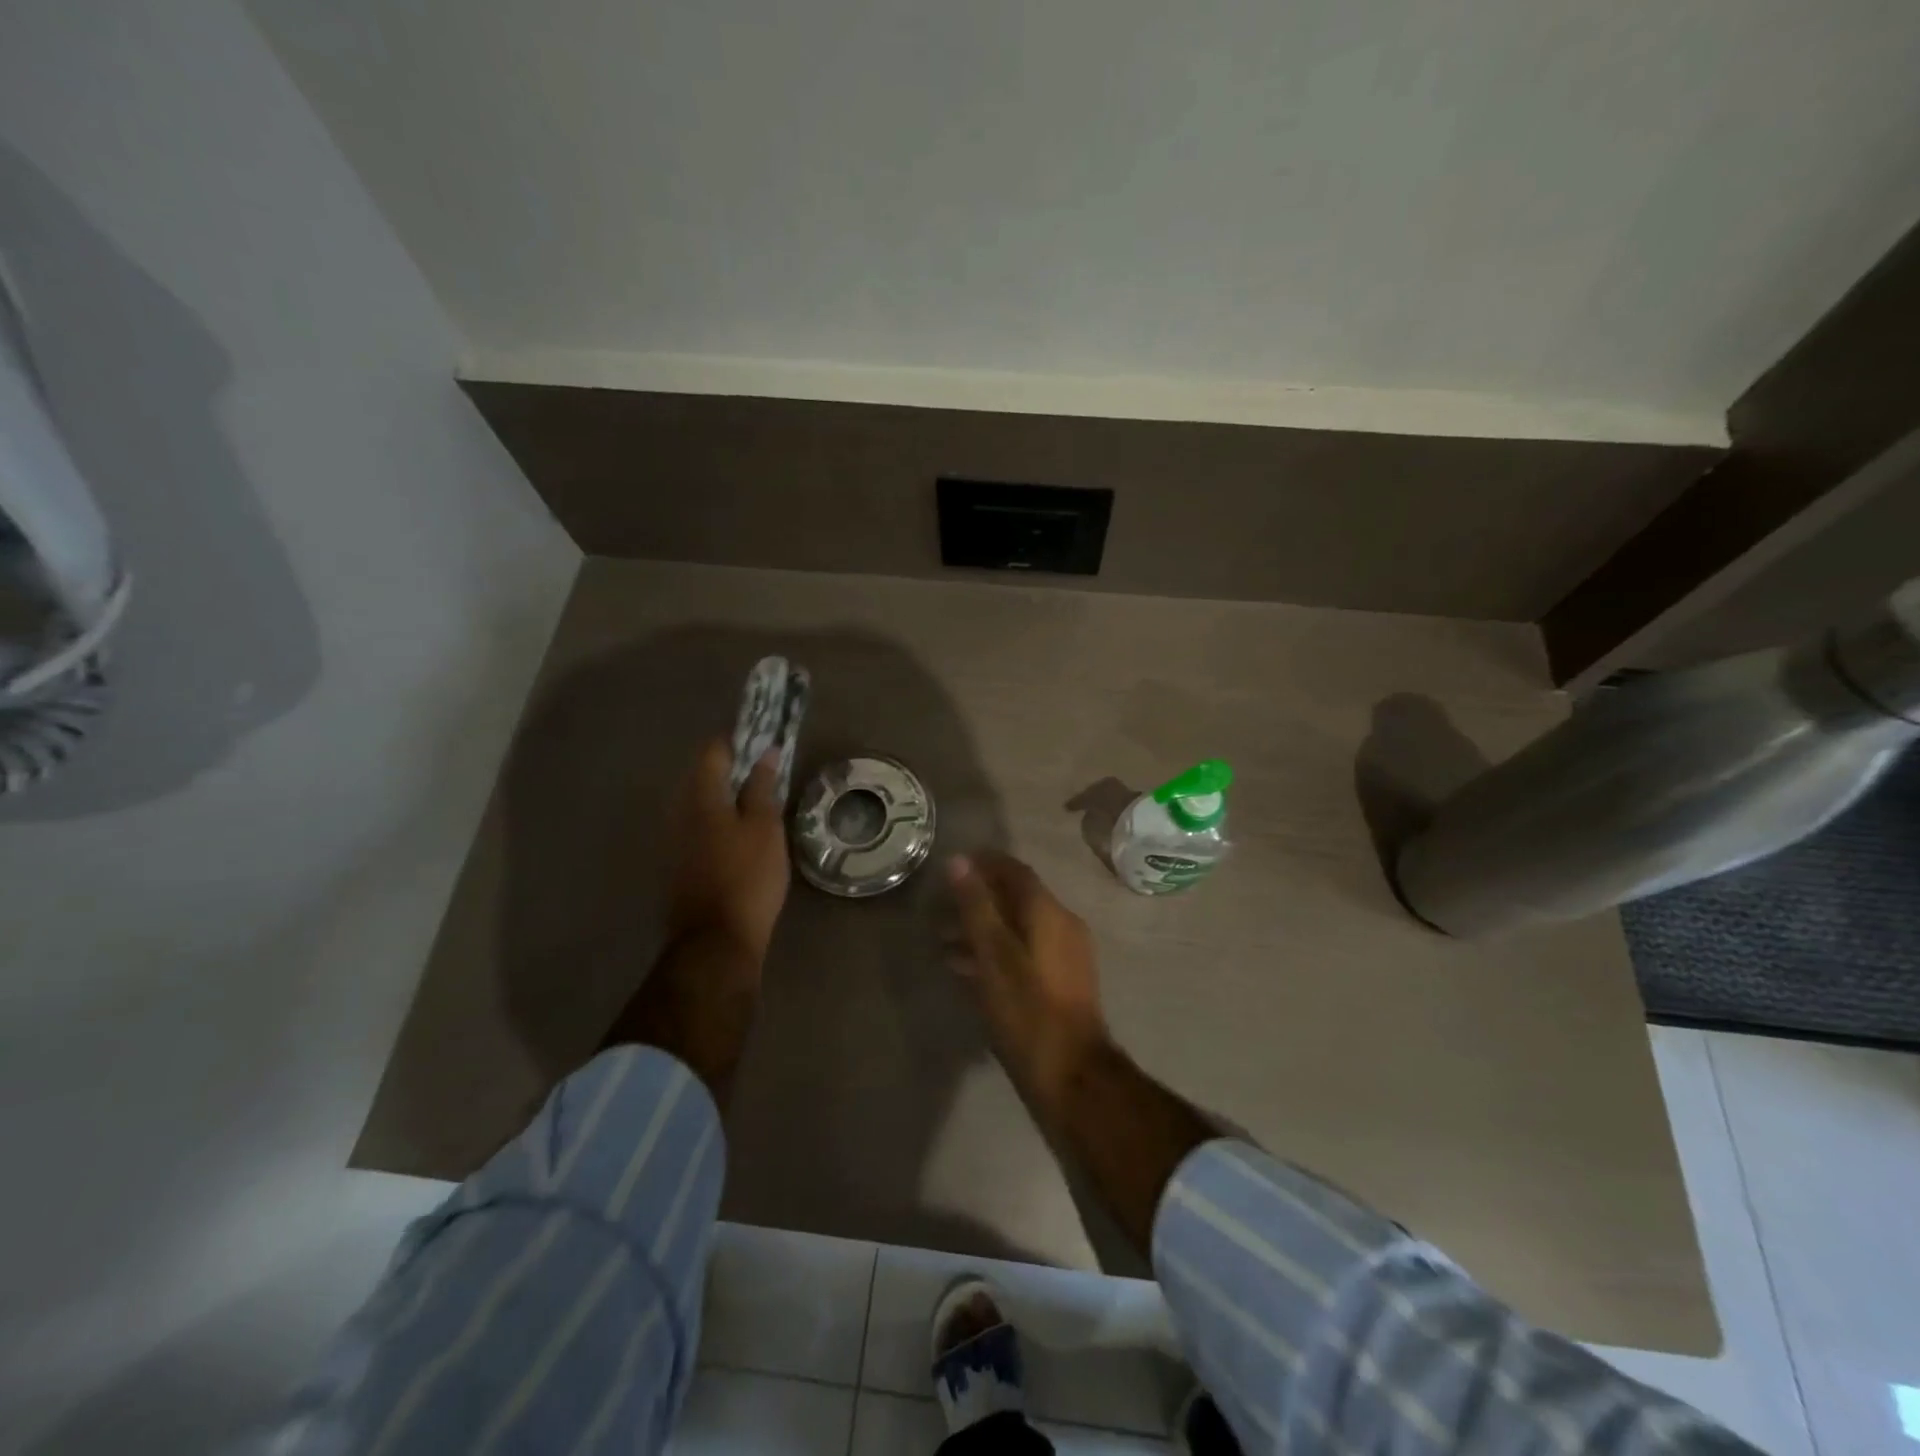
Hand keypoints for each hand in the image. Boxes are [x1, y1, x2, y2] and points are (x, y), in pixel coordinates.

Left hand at [663, 739, 790, 963]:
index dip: (739, 742)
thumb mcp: (765, 828)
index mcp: (701, 798)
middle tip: (766, 773)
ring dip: (727, 798)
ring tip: (759, 804)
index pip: (714, 752)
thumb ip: (762, 787)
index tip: (763, 742)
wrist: (716, 941)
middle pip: (704, 778)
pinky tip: (742, 836)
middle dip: (733, 770)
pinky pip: (701, 830)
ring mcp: (676, 842)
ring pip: (702, 805)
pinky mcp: (680, 866)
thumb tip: (765, 753)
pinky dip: (721, 823)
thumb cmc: (747, 877)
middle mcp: (680, 813)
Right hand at [946, 851, 1108, 1104]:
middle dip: (979, 899)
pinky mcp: (1062, 983)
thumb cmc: (1027, 1011)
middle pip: (1017, 899)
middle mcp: (1063, 926)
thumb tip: (959, 861)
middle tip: (941, 907)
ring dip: (983, 929)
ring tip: (944, 941)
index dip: (985, 863)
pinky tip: (967, 971)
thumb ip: (976, 907)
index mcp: (1050, 913)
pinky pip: (1024, 952)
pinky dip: (996, 952)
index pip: (1016, 871)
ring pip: (1019, 928)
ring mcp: (1066, 956)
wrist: (1072, 1076)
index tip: (954, 864)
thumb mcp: (994, 956)